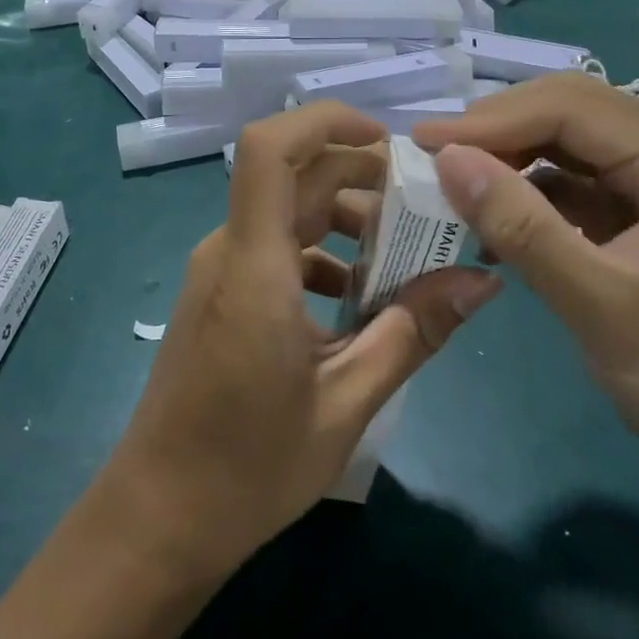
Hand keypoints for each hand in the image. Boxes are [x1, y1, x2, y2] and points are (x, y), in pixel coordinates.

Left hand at [101, 103, 501, 579]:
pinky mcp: (219, 292)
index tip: (387, 140)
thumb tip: (481, 281)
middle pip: (294, 176)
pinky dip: (319, 253)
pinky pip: (273, 247)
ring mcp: (219, 269)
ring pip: (285, 211)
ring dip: (343, 219)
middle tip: (423, 209)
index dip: (325, 121)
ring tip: (402, 259)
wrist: (157, 517)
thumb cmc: (249, 466)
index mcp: (254, 264)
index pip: (270, 148)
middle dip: (360, 177)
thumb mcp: (347, 402)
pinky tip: (357, 300)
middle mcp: (229, 249)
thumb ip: (413, 332)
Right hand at [411, 74, 638, 498]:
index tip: (425, 142)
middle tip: (436, 156)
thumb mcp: (601, 309)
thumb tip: (447, 159)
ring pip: (574, 141)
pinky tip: (498, 215)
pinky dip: (534, 190)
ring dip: (513, 155)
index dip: (492, 120)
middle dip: (500, 128)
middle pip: (574, 111)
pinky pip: (582, 180)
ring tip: (456, 182)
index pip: (573, 109)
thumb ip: (522, 228)